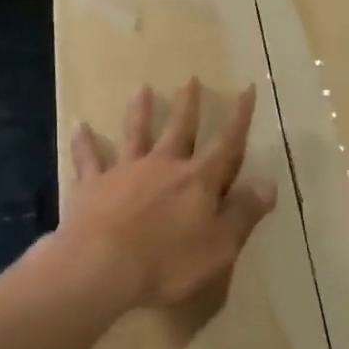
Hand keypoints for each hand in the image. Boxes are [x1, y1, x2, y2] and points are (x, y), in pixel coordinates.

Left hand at [62, 79, 277, 310]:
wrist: (102, 269)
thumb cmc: (169, 264)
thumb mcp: (221, 246)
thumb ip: (244, 213)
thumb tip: (269, 183)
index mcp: (198, 181)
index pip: (227, 145)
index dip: (240, 118)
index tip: (247, 88)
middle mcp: (163, 167)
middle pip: (180, 130)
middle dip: (189, 106)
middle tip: (191, 79)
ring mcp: (125, 173)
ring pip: (135, 135)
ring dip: (140, 112)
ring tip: (143, 89)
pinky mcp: (93, 187)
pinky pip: (88, 160)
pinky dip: (84, 143)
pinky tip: (79, 126)